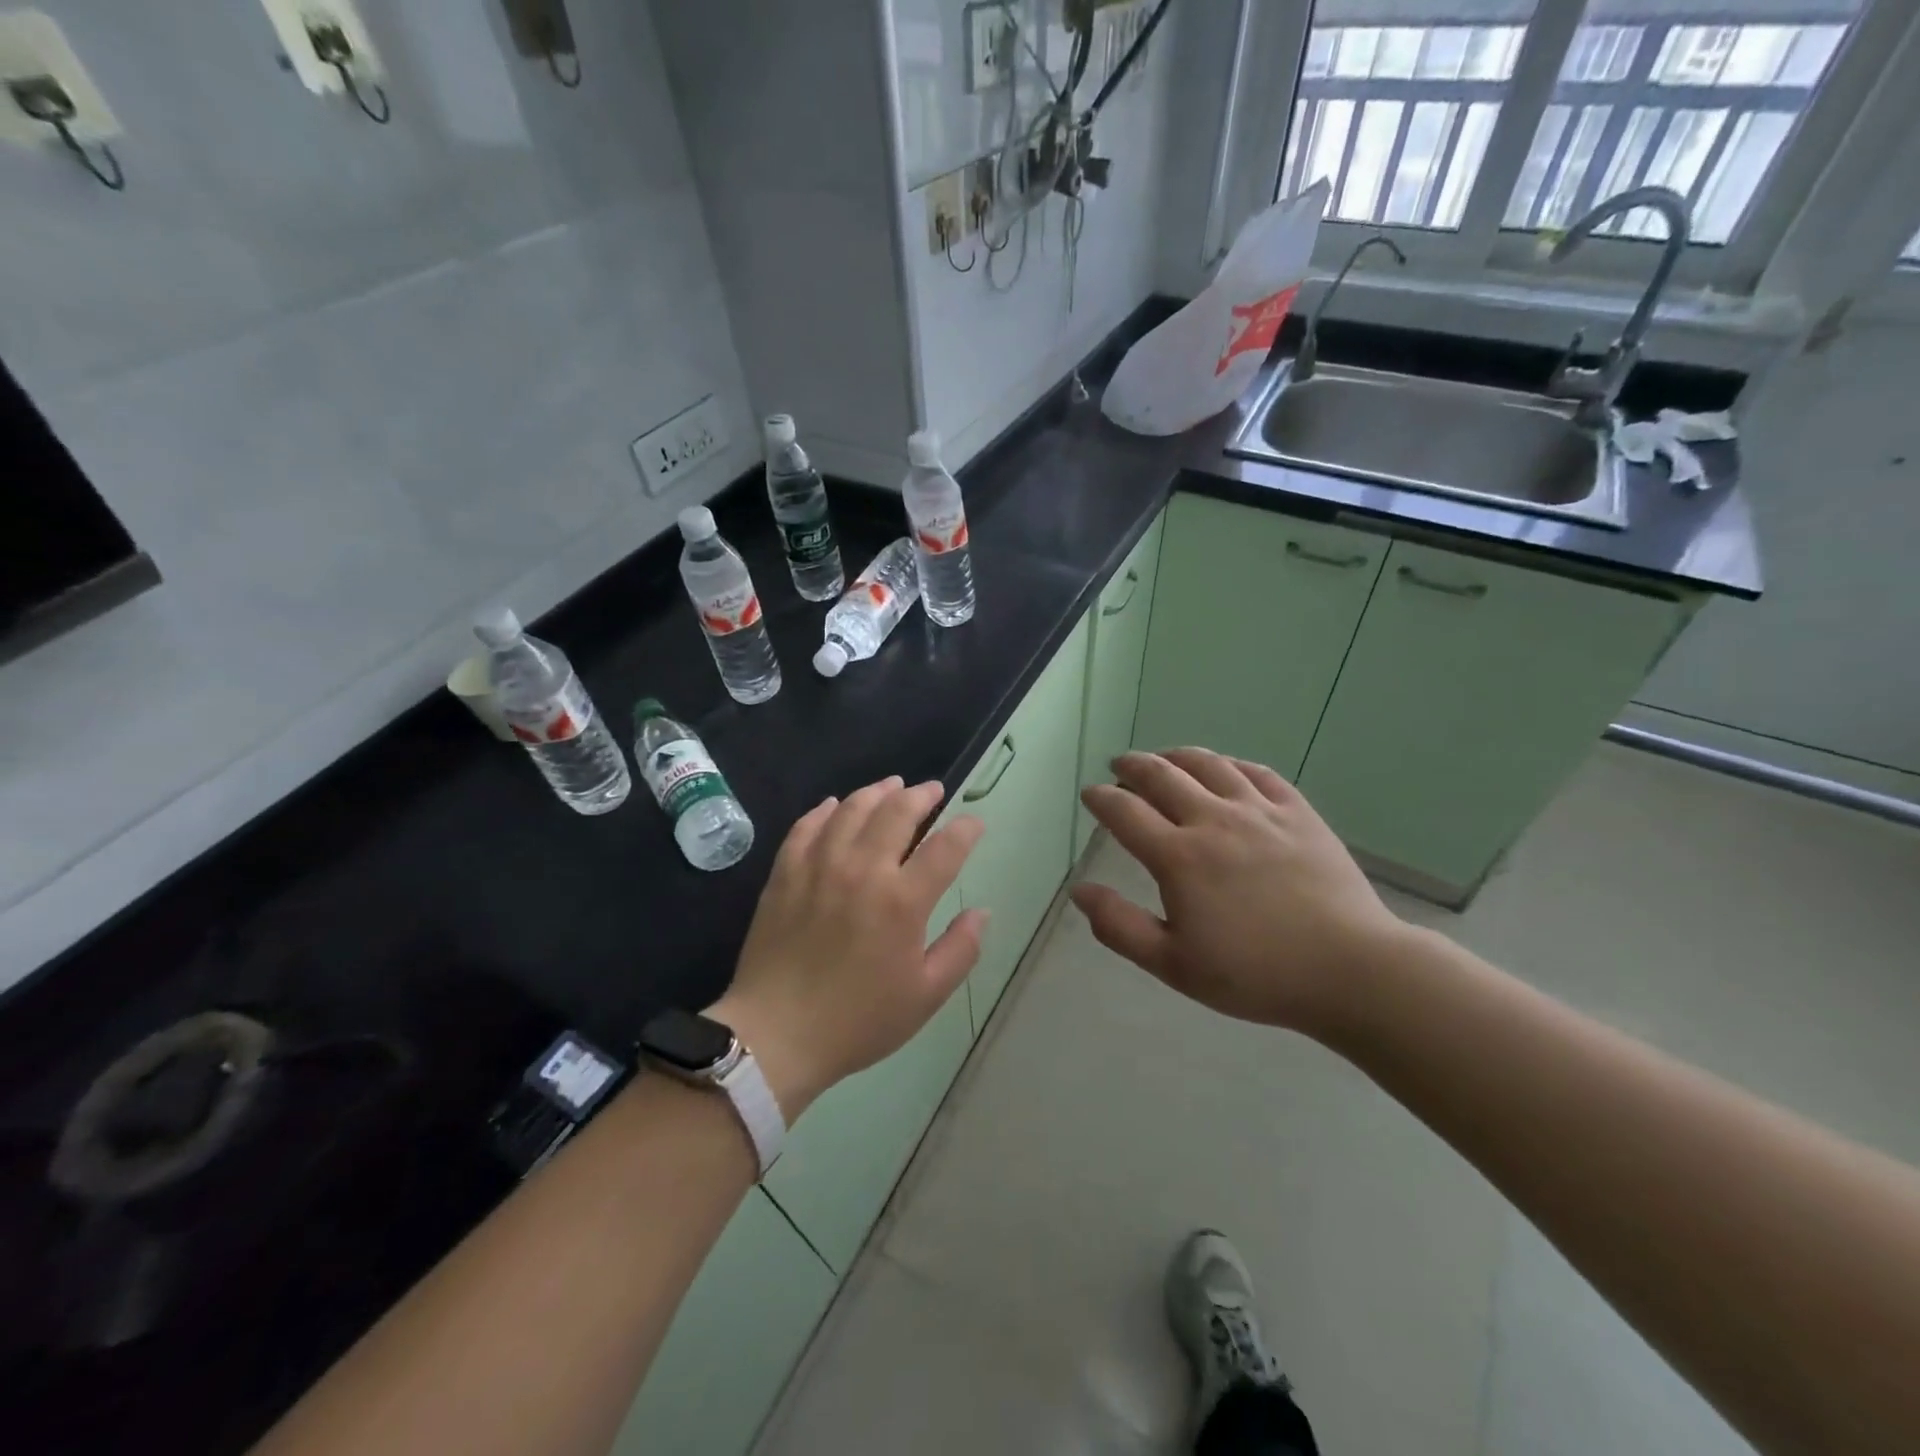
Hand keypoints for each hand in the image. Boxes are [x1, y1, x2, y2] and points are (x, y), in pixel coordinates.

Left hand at [709, 777, 987, 1119]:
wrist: (776, 1035)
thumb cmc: (858, 1020)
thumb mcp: (925, 996)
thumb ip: (961, 950)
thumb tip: (981, 912)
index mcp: (903, 901)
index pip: (946, 848)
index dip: (966, 829)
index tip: (974, 822)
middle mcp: (863, 870)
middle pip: (898, 813)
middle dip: (921, 796)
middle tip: (932, 791)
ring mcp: (819, 866)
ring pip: (852, 809)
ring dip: (876, 792)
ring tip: (891, 786)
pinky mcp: (785, 873)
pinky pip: (806, 826)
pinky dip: (825, 810)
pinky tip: (833, 805)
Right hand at [1071, 749, 1407, 1038]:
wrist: (1350, 969)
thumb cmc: (1255, 974)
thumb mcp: (1174, 965)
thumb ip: (1120, 927)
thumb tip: (1080, 891)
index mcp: (1178, 858)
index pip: (1125, 812)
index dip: (1101, 799)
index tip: (1090, 794)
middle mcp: (1213, 821)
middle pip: (1162, 775)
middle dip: (1132, 766)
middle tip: (1119, 766)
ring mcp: (1259, 811)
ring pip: (1208, 764)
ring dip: (1176, 756)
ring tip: (1164, 758)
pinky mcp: (1297, 812)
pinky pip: (1256, 772)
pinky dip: (1229, 764)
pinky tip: (1224, 768)